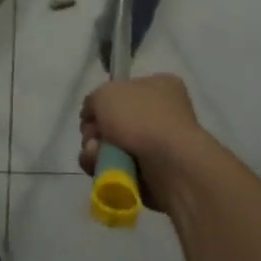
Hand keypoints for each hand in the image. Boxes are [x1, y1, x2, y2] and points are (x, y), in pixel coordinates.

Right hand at [78, 74, 204, 186]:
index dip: (102, 103)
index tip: (90, 114)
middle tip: (92, 138)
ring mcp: (159, 145)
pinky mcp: (154, 174)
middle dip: (95, 132)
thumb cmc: (141, 118)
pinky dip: (107, 170)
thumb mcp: (106, 93)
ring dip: (96, 152)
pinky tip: (103, 170)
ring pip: (112, 148)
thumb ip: (93, 100)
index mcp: (160, 86)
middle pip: (113, 122)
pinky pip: (120, 169)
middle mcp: (162, 114)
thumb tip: (92, 116)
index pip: (123, 91)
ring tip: (95, 156)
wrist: (170, 164)